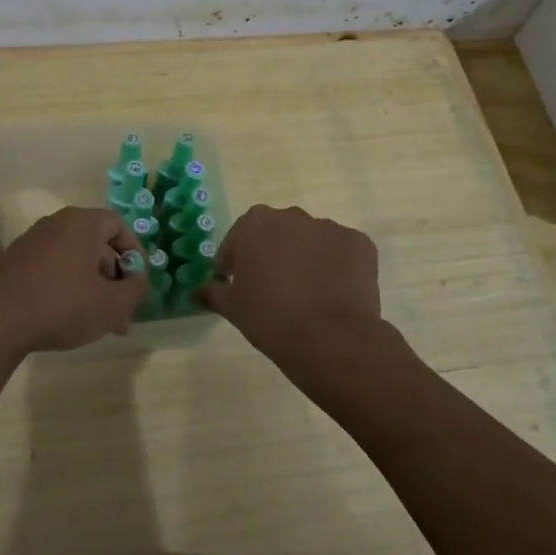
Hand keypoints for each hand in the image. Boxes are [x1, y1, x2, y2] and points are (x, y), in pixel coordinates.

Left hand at [0, 207, 146, 360]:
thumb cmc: (61, 304)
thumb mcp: (112, 304)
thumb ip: (135, 290)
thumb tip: (138, 280)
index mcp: (81, 223)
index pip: (117, 224)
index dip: (134, 251)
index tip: (138, 280)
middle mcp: (55, 225)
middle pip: (95, 246)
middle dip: (113, 280)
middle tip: (121, 314)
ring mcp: (30, 244)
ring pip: (73, 262)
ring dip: (91, 289)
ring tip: (98, 325)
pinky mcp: (12, 265)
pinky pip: (50, 271)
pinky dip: (65, 290)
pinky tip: (66, 321)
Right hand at [198, 205, 396, 383]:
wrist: (329, 338)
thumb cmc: (270, 318)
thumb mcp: (232, 308)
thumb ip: (212, 293)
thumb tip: (196, 292)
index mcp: (255, 224)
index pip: (237, 239)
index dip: (234, 262)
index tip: (234, 283)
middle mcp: (291, 216)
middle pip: (276, 233)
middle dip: (272, 253)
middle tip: (272, 287)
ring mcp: (329, 227)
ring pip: (311, 240)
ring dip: (305, 257)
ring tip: (307, 292)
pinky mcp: (359, 242)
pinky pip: (341, 251)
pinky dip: (337, 265)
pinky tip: (334, 292)